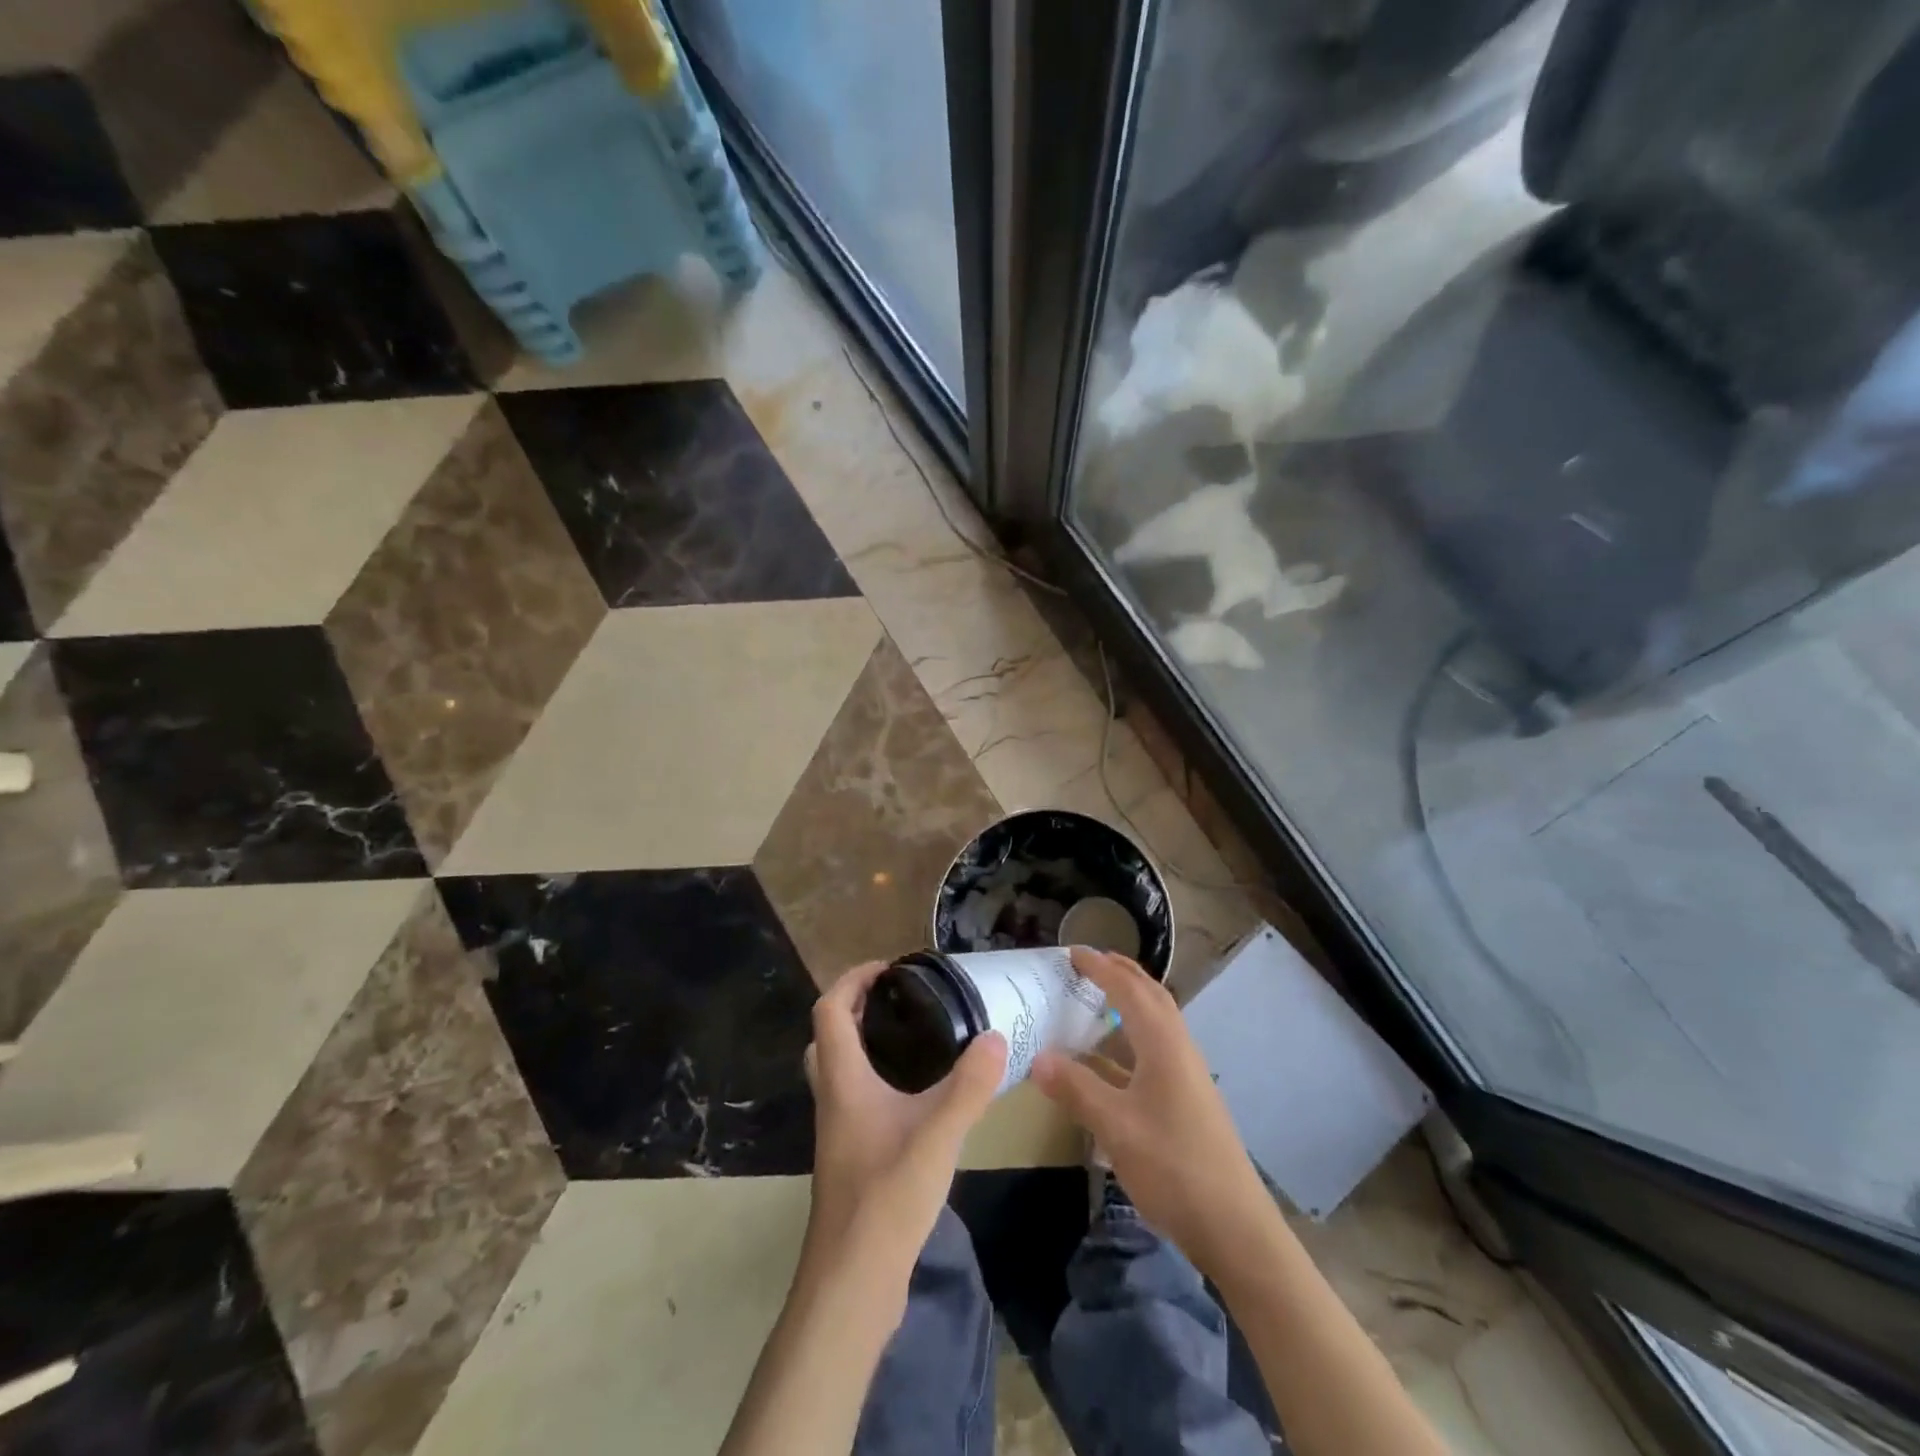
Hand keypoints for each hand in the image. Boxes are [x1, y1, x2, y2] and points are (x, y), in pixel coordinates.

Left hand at [803, 961, 1006, 1288]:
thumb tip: (994, 1036)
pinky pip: (854, 1098)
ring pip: (838, 1070)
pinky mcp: (849, 1158)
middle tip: (897, 1000)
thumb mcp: (938, 1135)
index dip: (853, 979)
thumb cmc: (886, 1197)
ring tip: (911, 1038)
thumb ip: (969, 1085)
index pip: (829, 1009)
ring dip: (862, 1043)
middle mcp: (832, 1099)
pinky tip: (915, 1097)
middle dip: (854, 1007)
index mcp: (842, 1081)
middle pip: (827, 1037)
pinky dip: (875, 1079)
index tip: (889, 968)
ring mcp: (838, 1131)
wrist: (851, 1283)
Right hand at [1032, 948, 1272, 1275]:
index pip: (1129, 990)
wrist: (1235, 1228)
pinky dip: (1129, 1039)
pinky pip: (1154, 1050)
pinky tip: (1106, 1061)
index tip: (1072, 952)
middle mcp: (1179, 1050)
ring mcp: (1186, 1076)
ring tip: (1096, 997)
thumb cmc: (1173, 1166)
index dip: (1101, 968)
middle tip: (1088, 962)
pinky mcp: (1186, 1100)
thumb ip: (1076, 1089)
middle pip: (1151, 997)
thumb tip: (1037, 1058)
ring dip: (1128, 1002)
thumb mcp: (1115, 1127)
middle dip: (1121, 973)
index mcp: (1164, 1045)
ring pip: (1156, 1023)